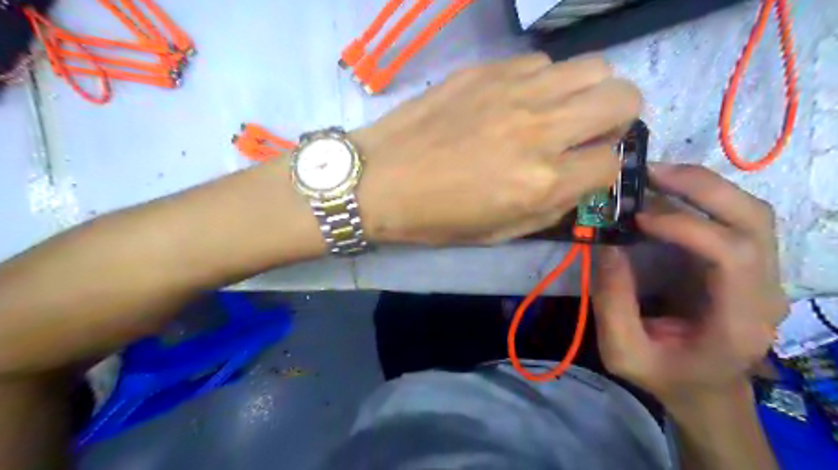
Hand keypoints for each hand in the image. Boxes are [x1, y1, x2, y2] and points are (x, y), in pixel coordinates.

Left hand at [352, 53, 642, 246]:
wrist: (379, 179)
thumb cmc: (435, 217)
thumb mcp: (499, 232)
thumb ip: (552, 207)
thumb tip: (582, 180)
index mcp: (540, 182)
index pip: (614, 162)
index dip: (608, 169)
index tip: (591, 169)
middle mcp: (539, 130)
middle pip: (622, 97)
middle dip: (618, 118)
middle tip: (591, 133)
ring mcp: (514, 92)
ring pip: (591, 68)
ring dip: (586, 93)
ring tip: (558, 113)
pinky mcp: (488, 70)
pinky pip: (542, 63)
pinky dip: (544, 82)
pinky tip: (518, 101)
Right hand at [588, 165, 785, 407]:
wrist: (705, 389)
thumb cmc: (665, 376)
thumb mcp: (623, 352)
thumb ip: (612, 302)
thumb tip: (605, 245)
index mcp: (739, 321)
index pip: (733, 254)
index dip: (685, 226)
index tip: (636, 217)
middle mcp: (764, 291)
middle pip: (754, 220)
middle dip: (701, 187)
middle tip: (648, 172)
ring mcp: (761, 273)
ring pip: (750, 211)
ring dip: (702, 185)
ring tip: (653, 175)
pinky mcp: (743, 262)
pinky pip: (731, 217)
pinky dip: (699, 196)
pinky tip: (665, 193)